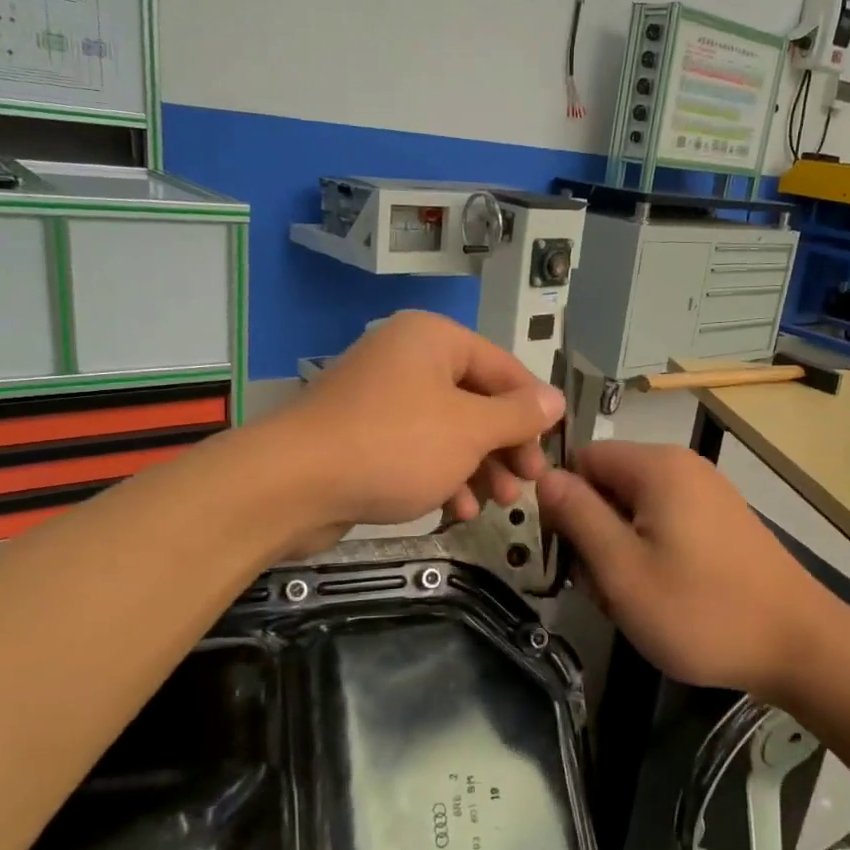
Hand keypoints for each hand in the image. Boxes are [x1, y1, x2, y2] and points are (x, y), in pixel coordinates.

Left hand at [270, 312, 563, 549]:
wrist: (293, 485)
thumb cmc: (395, 445)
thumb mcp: (469, 430)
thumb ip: (517, 415)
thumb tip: (556, 399)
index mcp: (434, 339)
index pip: (503, 367)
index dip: (532, 410)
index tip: (551, 451)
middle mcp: (407, 358)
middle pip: (476, 399)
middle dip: (504, 446)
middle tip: (526, 483)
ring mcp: (382, 397)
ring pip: (449, 429)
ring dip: (477, 467)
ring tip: (496, 504)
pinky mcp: (363, 435)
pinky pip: (417, 449)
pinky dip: (441, 475)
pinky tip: (455, 510)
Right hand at [537, 442, 849, 699]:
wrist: (799, 646)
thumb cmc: (701, 610)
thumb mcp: (622, 569)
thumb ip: (578, 516)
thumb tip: (544, 475)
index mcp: (657, 466)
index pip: (583, 459)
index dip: (563, 501)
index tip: (568, 552)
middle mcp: (683, 468)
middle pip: (608, 485)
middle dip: (594, 534)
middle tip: (604, 589)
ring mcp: (707, 495)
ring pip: (634, 512)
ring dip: (620, 553)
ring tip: (634, 600)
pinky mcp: (721, 523)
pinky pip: (665, 526)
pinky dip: (651, 557)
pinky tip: (662, 598)